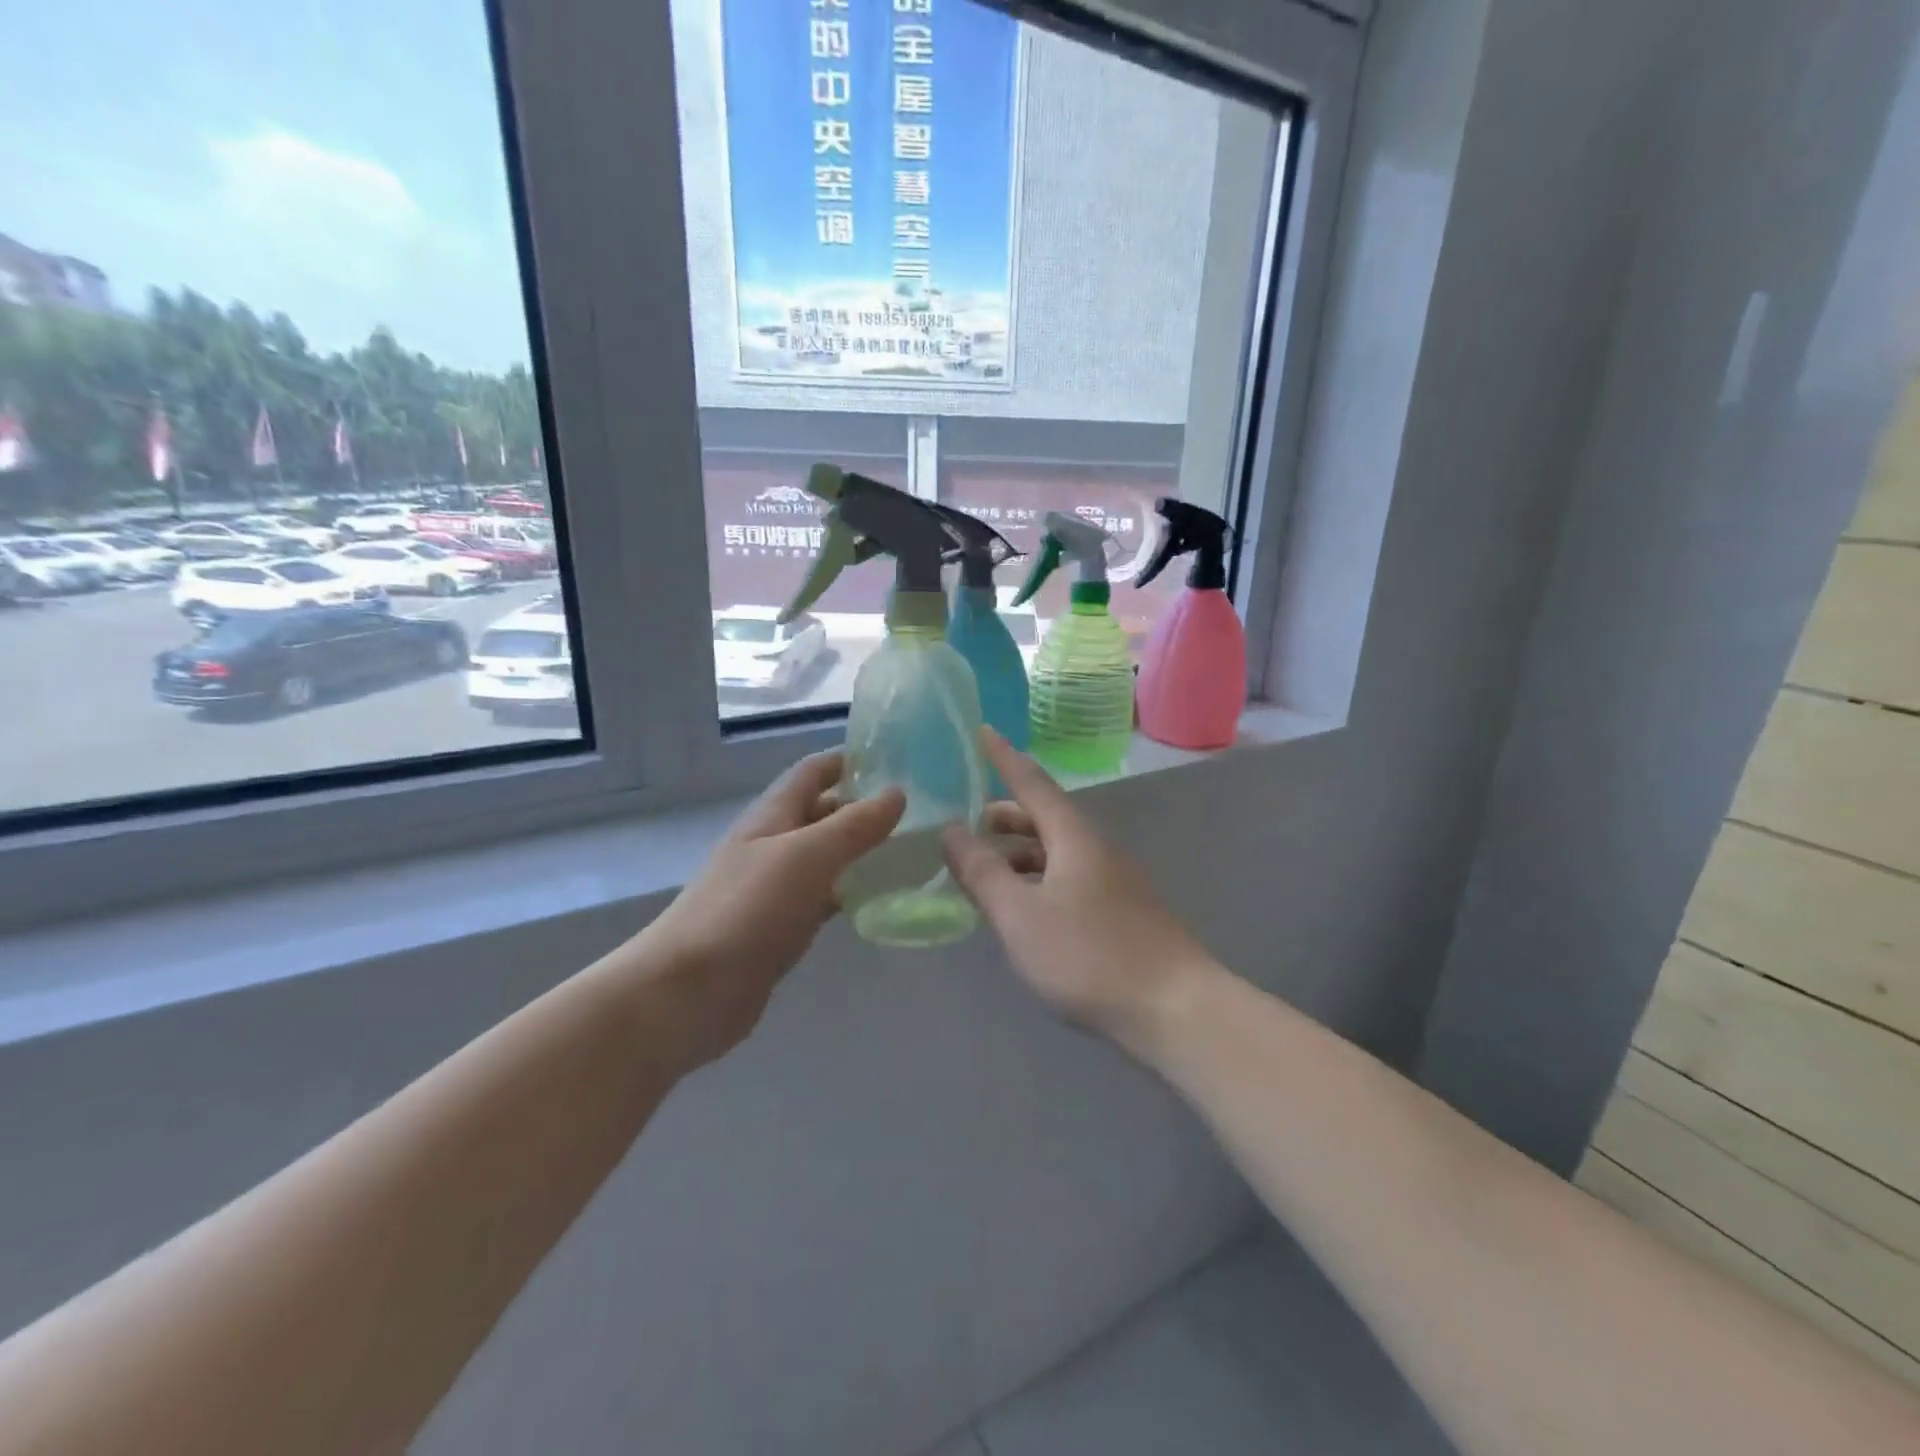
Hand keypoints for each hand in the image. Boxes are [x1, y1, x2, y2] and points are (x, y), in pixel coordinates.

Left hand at [644, 752, 903, 1064]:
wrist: (690, 991)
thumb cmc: (747, 909)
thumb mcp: (807, 856)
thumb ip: (854, 825)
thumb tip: (898, 792)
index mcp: (772, 815)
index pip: (814, 771)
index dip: (850, 759)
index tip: (898, 759)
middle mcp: (773, 844)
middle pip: (822, 812)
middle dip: (864, 806)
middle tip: (920, 809)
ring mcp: (775, 887)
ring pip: (827, 857)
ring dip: (862, 850)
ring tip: (914, 849)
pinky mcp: (782, 926)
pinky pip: (825, 897)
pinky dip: (853, 891)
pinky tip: (885, 898)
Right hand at [941, 729, 1215, 1045]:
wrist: (1176, 1010)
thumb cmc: (1090, 956)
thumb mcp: (1021, 916)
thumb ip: (982, 873)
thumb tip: (951, 831)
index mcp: (1074, 836)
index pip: (1032, 782)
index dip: (1003, 757)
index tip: (983, 730)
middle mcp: (1097, 847)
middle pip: (1045, 817)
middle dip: (1006, 816)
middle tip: (968, 825)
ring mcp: (1115, 879)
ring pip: (1058, 851)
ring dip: (1020, 853)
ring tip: (987, 872)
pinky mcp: (1123, 910)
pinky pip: (1070, 877)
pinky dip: (1039, 879)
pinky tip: (1026, 909)